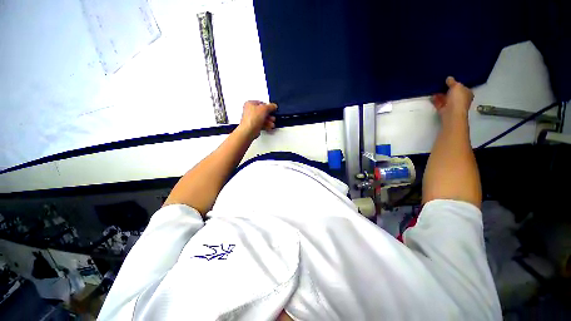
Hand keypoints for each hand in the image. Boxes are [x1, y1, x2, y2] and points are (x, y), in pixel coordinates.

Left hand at [237, 100, 277, 138]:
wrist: (249, 131)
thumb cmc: (252, 119)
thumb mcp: (264, 109)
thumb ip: (270, 106)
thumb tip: (274, 106)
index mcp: (250, 104)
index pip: (261, 103)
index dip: (268, 106)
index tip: (272, 109)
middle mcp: (249, 111)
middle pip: (262, 112)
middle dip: (269, 115)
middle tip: (272, 117)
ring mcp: (251, 119)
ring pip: (262, 119)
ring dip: (268, 121)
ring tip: (271, 123)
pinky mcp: (253, 126)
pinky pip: (261, 124)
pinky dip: (266, 125)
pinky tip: (269, 127)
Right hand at [431, 76, 473, 117]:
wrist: (451, 113)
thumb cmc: (458, 99)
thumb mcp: (456, 86)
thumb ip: (452, 82)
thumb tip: (449, 78)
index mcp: (467, 93)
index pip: (462, 87)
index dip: (456, 83)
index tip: (449, 79)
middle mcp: (460, 99)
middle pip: (453, 92)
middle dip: (446, 89)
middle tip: (440, 83)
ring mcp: (452, 105)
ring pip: (445, 97)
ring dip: (440, 94)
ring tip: (434, 88)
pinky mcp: (443, 109)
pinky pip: (439, 102)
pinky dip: (435, 99)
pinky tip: (432, 95)